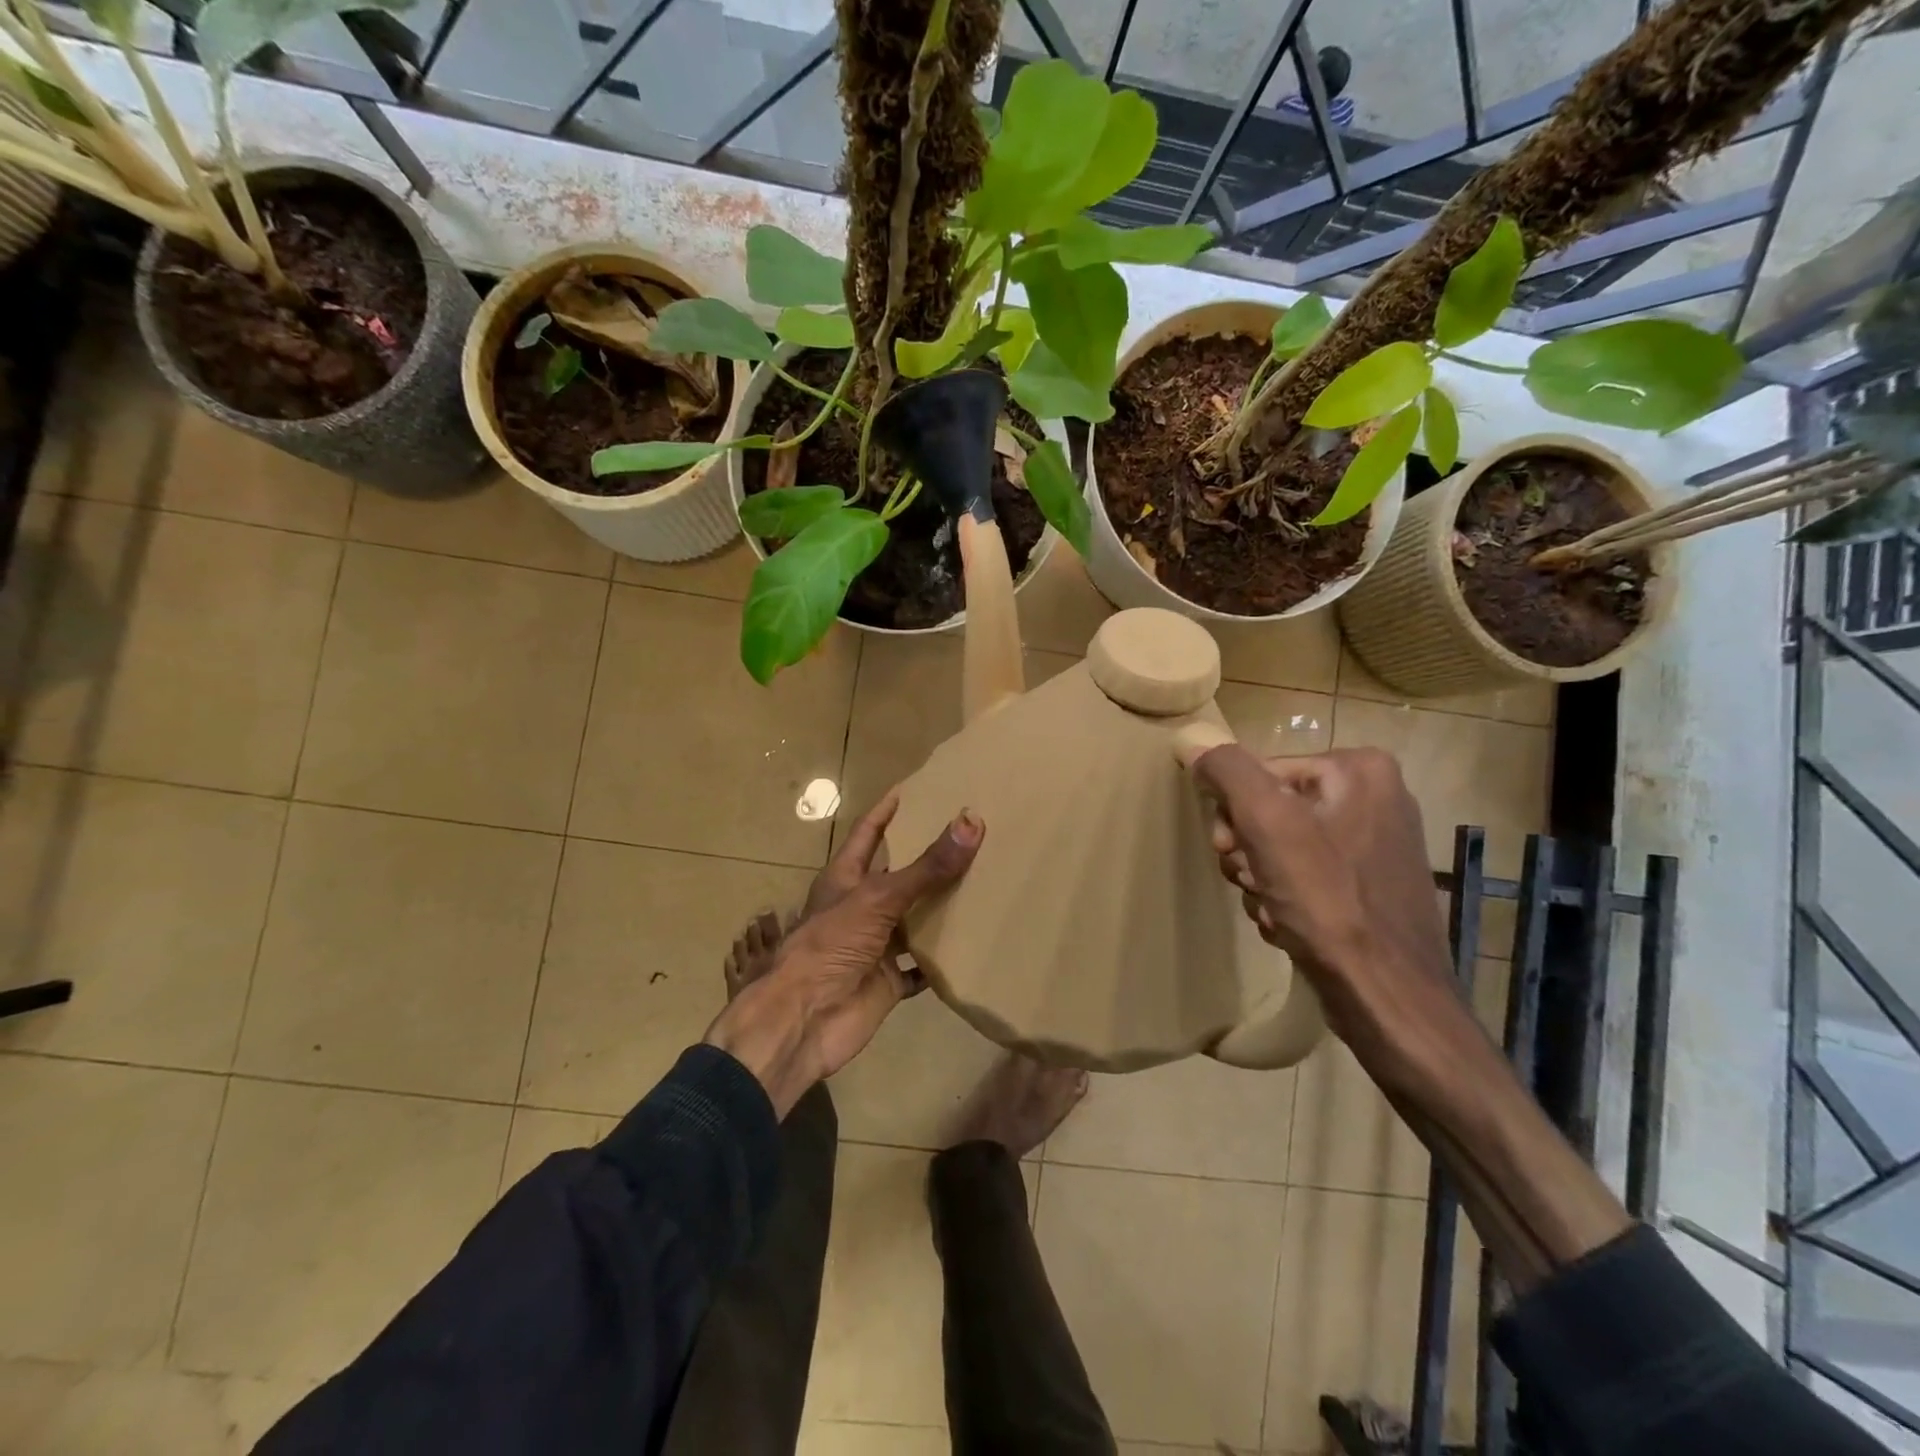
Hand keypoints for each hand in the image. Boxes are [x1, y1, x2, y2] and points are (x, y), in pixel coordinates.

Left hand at [705, 794, 982, 1115]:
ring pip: (915, 920)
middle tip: (970, 835)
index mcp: (846, 878)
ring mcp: (876, 945)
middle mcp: (861, 907)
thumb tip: (972, 821)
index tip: (915, 790)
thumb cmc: (830, 945)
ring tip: (985, 882)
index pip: (869, 833)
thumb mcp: (878, 897)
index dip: (887, 811)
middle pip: (899, 875)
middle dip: (928, 858)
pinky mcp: (890, 980)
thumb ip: (927, 866)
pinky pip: (923, 966)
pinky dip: (944, 960)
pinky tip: (977, 944)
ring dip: (942, 908)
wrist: (803, 1021)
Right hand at [1189, 744, 1634, 1286]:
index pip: (1259, 774)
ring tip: (1272, 910)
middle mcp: (1375, 797)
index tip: (1233, 853)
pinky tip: (1286, 924)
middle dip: (1248, 852)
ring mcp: (1376, 844)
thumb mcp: (1269, 824)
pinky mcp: (1370, 886)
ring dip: (1260, 879)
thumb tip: (1193, 739)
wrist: (1390, 1000)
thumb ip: (1228, 772)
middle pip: (1269, 810)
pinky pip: (1304, 876)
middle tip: (1252, 882)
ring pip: (1280, 846)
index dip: (1235, 815)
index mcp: (1359, 770)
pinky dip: (1284, 899)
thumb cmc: (1330, 904)